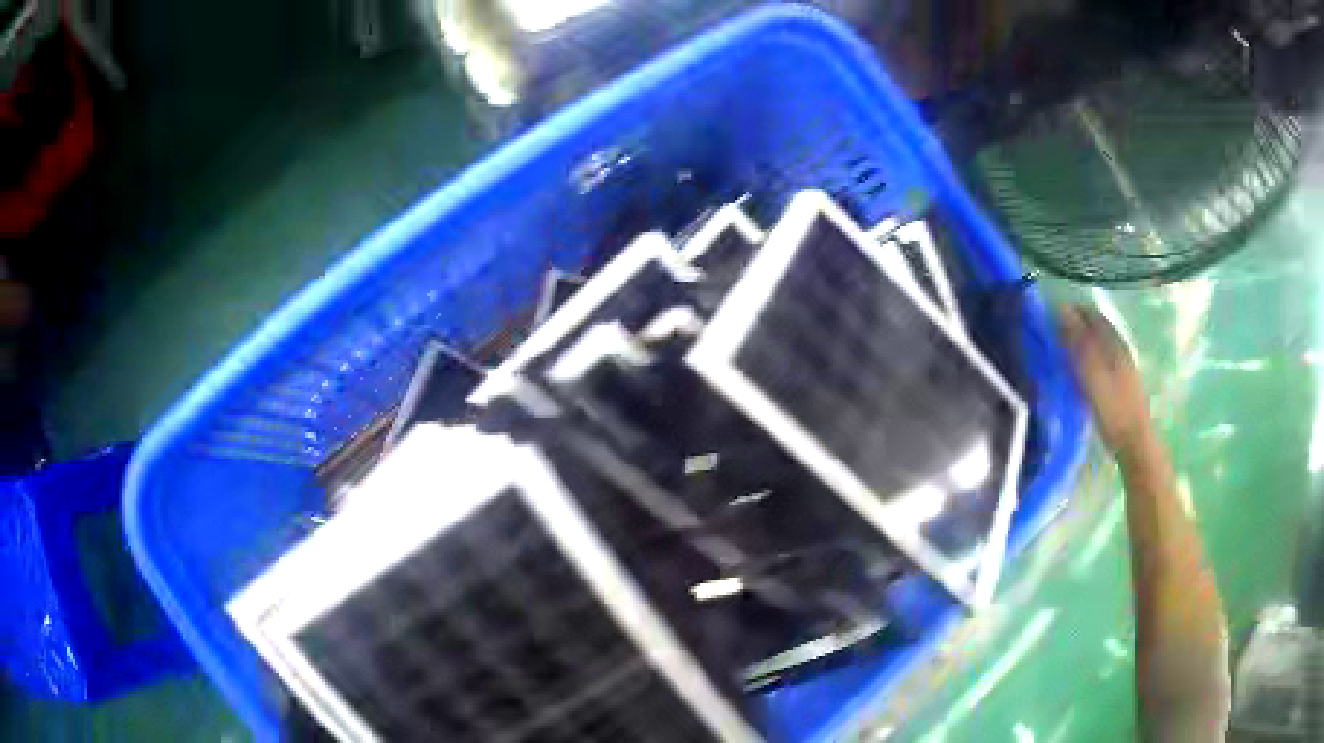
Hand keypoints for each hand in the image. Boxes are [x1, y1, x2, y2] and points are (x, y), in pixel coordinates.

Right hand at [1058, 305, 1153, 456]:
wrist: (1134, 443)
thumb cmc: (1112, 408)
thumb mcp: (1091, 372)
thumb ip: (1077, 341)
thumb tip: (1060, 307)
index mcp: (1113, 340)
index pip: (1089, 313)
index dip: (1069, 311)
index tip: (1048, 320)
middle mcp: (1120, 346)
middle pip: (1095, 327)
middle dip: (1075, 326)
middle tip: (1051, 337)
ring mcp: (1123, 365)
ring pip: (1099, 343)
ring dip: (1081, 343)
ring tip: (1061, 354)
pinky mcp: (1122, 382)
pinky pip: (1102, 360)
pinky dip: (1088, 359)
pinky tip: (1079, 372)